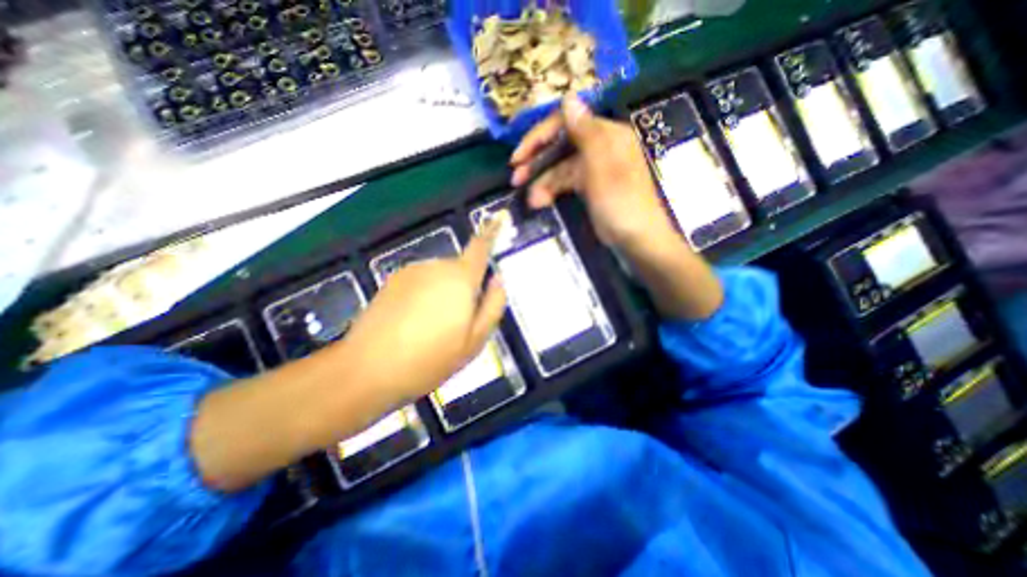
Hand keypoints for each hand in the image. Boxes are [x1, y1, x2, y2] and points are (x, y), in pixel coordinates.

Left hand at [341, 222, 506, 402]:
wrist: (367, 369)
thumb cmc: (430, 358)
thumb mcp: (474, 341)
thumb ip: (493, 306)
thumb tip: (498, 280)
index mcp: (460, 279)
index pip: (480, 248)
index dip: (491, 232)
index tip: (498, 217)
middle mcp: (435, 266)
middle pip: (459, 269)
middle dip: (464, 288)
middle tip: (458, 324)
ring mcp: (411, 271)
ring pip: (439, 277)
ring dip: (443, 294)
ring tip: (432, 328)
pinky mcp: (392, 280)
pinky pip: (420, 282)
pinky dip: (424, 296)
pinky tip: (412, 324)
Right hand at [508, 95, 679, 249]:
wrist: (636, 240)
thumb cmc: (620, 203)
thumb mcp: (601, 167)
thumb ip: (585, 132)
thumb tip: (569, 96)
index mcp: (606, 134)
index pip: (566, 122)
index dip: (539, 136)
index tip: (519, 156)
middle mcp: (599, 146)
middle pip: (560, 144)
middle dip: (536, 160)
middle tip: (515, 177)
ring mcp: (593, 167)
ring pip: (560, 167)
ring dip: (542, 181)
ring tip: (530, 201)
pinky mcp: (589, 186)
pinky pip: (565, 182)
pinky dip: (552, 191)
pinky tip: (540, 203)